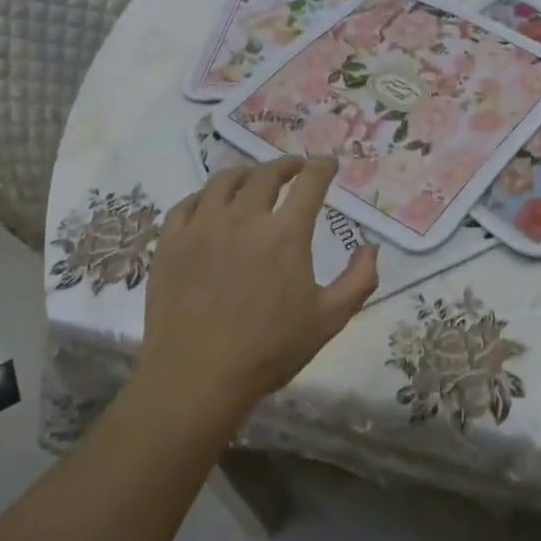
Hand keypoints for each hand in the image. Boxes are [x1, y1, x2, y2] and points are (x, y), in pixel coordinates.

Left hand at [136, 156, 378, 417]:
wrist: (197, 377)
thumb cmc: (269, 350)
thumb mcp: (330, 319)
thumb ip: (359, 279)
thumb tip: (370, 247)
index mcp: (285, 233)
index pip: (309, 183)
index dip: (322, 168)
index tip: (328, 163)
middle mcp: (243, 217)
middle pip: (266, 174)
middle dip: (286, 165)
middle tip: (294, 169)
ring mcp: (202, 226)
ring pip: (223, 181)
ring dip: (245, 174)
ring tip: (253, 179)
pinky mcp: (170, 242)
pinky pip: (187, 204)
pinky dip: (205, 197)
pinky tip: (209, 205)